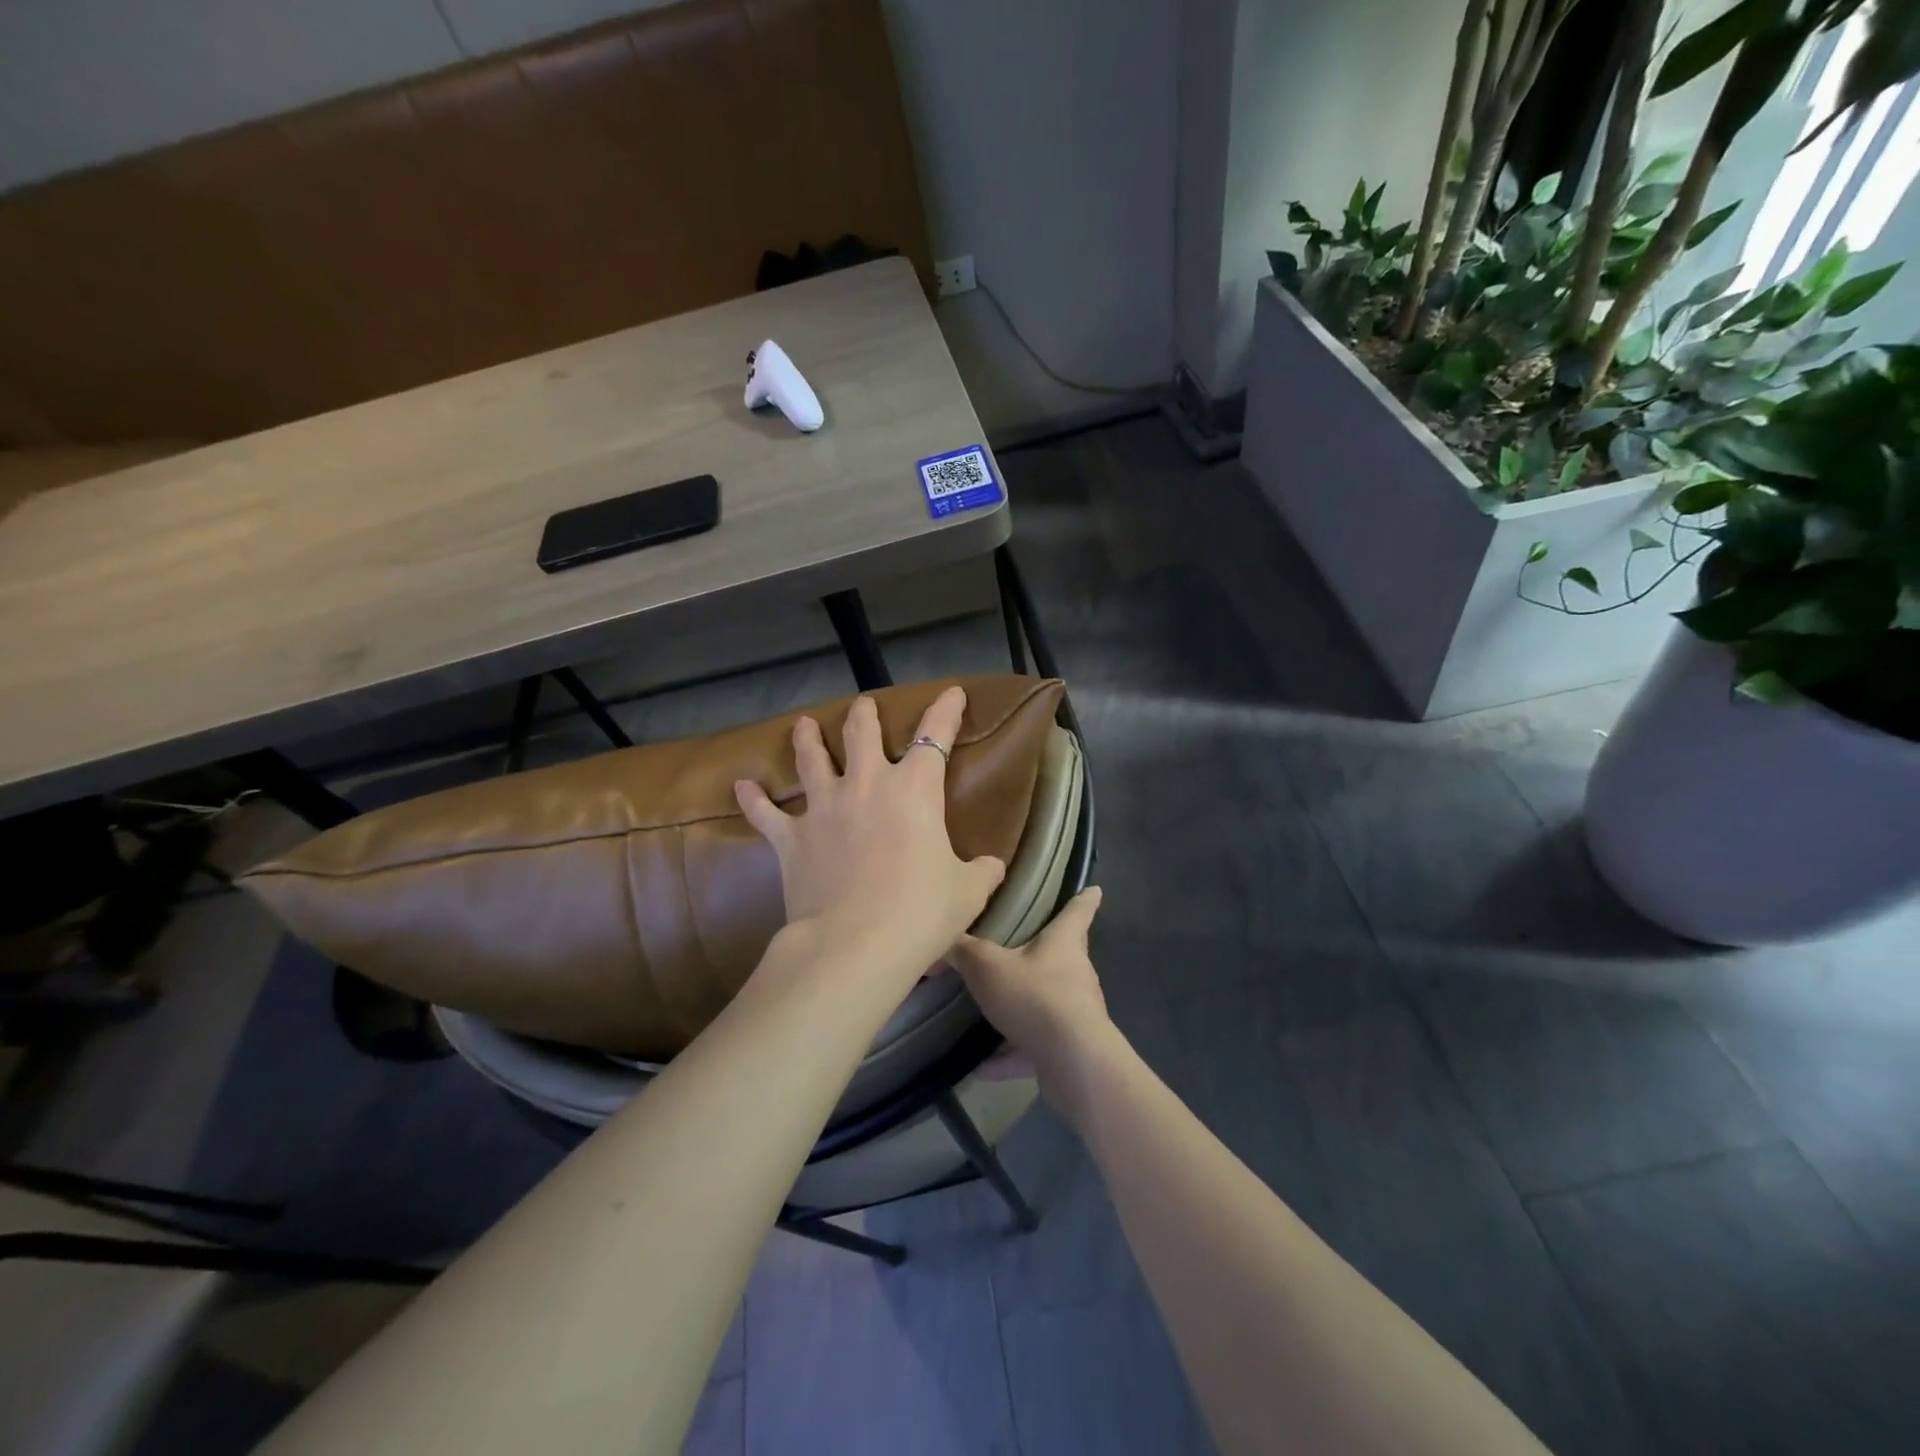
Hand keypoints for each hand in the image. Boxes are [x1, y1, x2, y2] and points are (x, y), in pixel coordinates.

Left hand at [734, 687, 1006, 975]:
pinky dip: (754, 799)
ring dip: (808, 740)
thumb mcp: (967, 892)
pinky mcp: (792, 839)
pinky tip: (741, 785)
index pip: (935, 736)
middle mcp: (865, 785)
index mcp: (914, 790)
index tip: (951, 692)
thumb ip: (982, 872)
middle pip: (861, 734)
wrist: (856, 945)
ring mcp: (823, 808)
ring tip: (804, 724)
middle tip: (862, 705)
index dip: (945, 711)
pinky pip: (766, 814)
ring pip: (811, 760)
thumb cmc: (921, 912)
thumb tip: (994, 866)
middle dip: (864, 715)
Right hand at [944, 886, 1115, 1100]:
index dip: (1084, 898)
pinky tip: (983, 1067)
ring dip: (1020, 1011)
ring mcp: (1075, 1012)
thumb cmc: (1035, 996)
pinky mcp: (1069, 1048)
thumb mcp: (987, 966)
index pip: (1078, 910)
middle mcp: (1075, 973)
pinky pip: (1035, 1046)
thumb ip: (962, 951)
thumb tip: (939, 938)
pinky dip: (1012, 1054)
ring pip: (1046, 1003)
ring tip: (988, 1015)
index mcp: (1064, 942)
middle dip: (1042, 953)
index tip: (1093, 889)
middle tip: (1016, 950)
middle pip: (1062, 956)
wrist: (1073, 1062)